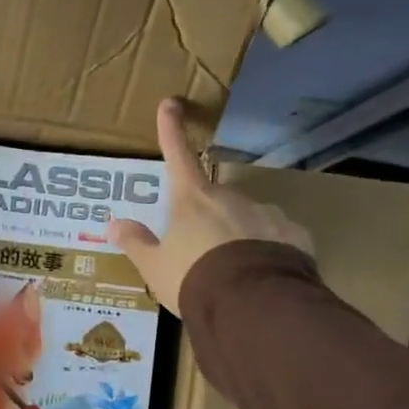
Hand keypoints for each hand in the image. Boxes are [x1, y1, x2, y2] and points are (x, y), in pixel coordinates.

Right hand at [106, 97, 313, 314]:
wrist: (252, 305)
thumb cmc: (193, 278)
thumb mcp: (155, 267)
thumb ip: (137, 243)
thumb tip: (114, 224)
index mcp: (192, 200)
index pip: (178, 157)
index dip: (171, 131)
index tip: (170, 103)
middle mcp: (231, 198)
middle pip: (214, 198)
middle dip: (206, 218)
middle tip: (199, 253)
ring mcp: (266, 213)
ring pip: (246, 218)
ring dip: (237, 235)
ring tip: (230, 273)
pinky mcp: (294, 235)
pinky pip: (275, 238)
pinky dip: (265, 250)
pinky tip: (259, 276)